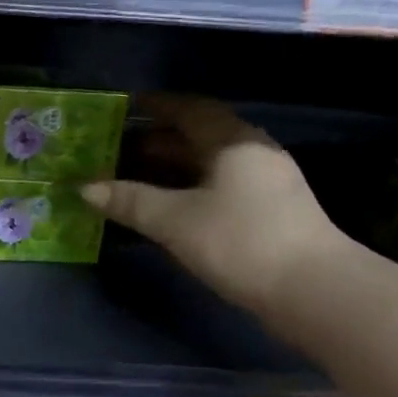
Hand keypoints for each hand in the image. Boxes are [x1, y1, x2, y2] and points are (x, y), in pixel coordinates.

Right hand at [81, 95, 346, 316]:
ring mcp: (266, 183)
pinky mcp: (270, 212)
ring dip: (172, 168)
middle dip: (157, 140)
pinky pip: (220, 187)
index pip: (189, 109)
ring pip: (209, 164)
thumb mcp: (175, 221)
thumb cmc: (240, 242)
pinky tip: (169, 208)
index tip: (125, 107)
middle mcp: (253, 152)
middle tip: (117, 149)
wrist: (313, 291)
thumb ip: (129, 201)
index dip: (156, 105)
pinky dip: (189, 189)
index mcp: (233, 140)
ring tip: (134, 178)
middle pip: (199, 135)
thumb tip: (84, 187)